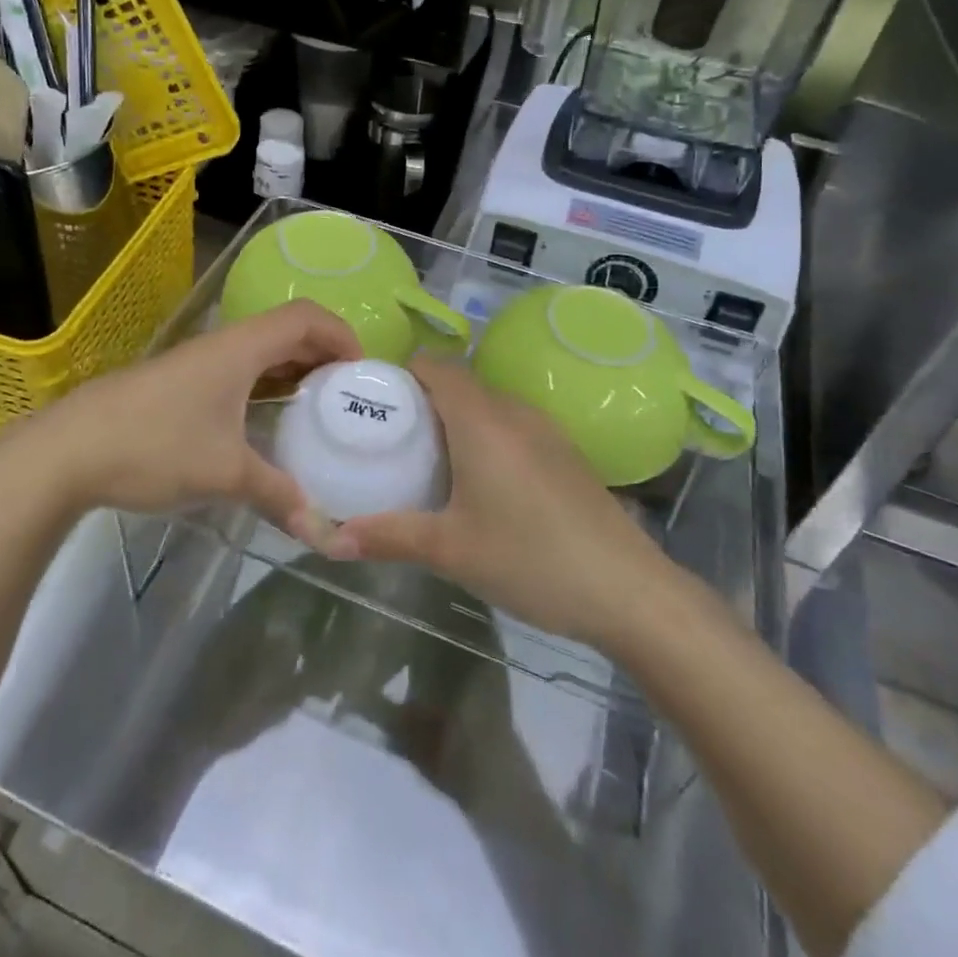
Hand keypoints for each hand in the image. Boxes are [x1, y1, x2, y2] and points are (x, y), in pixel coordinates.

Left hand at [0, 301, 361, 541]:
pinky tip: (264, 423)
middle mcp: (222, 345)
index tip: (362, 374)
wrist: (64, 452)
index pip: (306, 317)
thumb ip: (278, 496)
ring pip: (259, 352)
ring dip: (292, 371)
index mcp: (241, 348)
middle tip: (347, 395)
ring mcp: (197, 363)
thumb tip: (324, 530)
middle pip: (286, 330)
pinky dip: (263, 386)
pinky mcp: (178, 384)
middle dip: (323, 355)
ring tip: (316, 409)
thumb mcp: (224, 473)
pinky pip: (237, 372)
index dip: (342, 335)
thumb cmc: (153, 447)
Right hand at [336, 358, 673, 648]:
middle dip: (422, 401)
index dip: (401, 374)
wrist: (628, 590)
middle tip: (390, 439)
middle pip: (459, 383)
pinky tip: (481, 483)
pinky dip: (486, 436)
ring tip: (428, 461)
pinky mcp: (566, 452)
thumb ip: (388, 536)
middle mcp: (514, 411)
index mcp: (481, 419)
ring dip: (456, 419)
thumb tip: (330, 541)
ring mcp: (546, 430)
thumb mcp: (450, 550)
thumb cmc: (530, 558)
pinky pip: (512, 425)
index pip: (435, 366)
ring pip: (488, 405)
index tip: (373, 402)